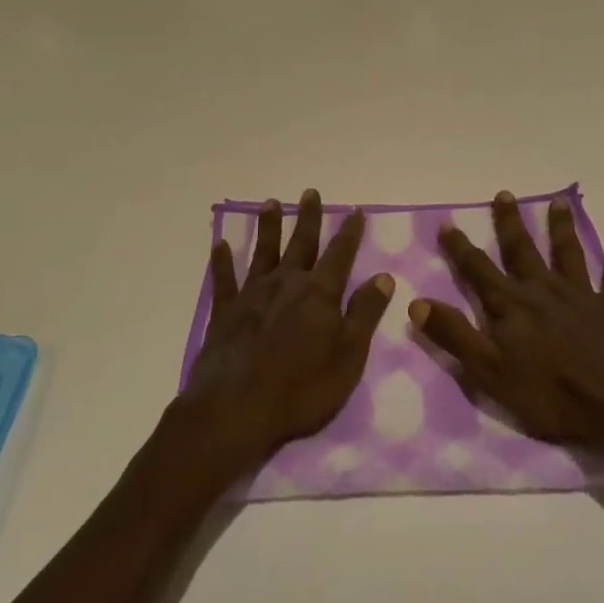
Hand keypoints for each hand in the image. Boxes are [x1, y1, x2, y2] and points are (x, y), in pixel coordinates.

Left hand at [181, 189, 393, 471]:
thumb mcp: (348, 356)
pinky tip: (220, 245)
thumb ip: (364, 313)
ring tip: (270, 203)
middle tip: (310, 192)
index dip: (349, 232)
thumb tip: (383, 276)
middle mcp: (286, 283)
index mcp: (319, 293)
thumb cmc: (301, 389)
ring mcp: (252, 295)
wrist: (235, 410)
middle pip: (301, 243)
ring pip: (263, 252)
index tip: (356, 210)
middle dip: (308, 218)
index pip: (340, 255)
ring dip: (268, 227)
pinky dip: (222, 262)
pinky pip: (224, 280)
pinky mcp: (225, 313)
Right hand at [407, 192, 603, 464]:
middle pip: (523, 251)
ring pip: (568, 254)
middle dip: (510, 223)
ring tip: (558, 202)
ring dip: (561, 228)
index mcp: (512, 306)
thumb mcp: (490, 372)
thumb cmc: (551, 394)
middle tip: (504, 194)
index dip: (461, 248)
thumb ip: (454, 336)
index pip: (479, 270)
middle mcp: (544, 291)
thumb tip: (416, 302)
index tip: (447, 222)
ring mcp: (581, 296)